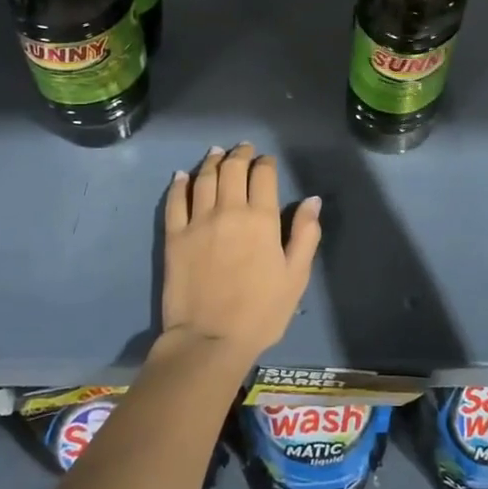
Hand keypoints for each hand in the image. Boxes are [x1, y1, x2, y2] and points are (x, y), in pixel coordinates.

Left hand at [160, 143, 321, 362]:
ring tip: (215, 153)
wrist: (210, 340)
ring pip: (204, 178)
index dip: (265, 163)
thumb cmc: (261, 312)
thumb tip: (313, 200)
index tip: (266, 162)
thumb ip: (306, 234)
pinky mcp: (174, 236)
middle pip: (232, 169)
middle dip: (239, 154)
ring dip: (211, 162)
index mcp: (262, 219)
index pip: (263, 175)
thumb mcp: (296, 276)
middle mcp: (229, 210)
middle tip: (243, 149)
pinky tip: (181, 176)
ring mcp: (198, 221)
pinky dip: (179, 184)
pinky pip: (175, 201)